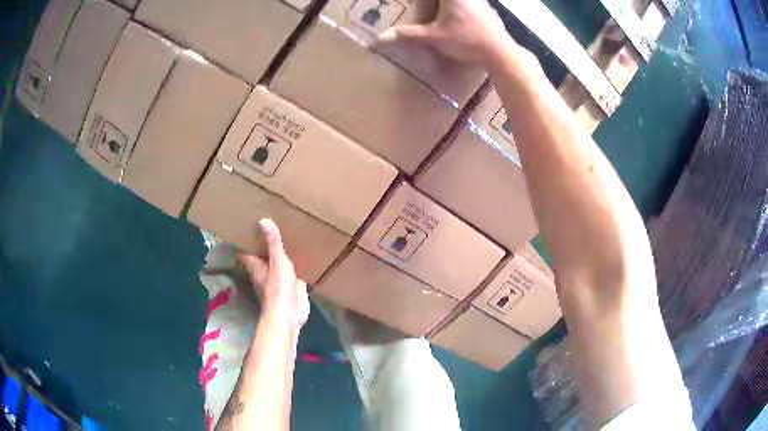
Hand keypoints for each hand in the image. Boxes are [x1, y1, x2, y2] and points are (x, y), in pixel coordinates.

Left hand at [239, 219, 309, 328]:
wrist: (291, 314)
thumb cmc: (279, 288)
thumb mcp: (278, 261)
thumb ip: (273, 242)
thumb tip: (263, 220)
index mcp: (255, 265)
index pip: (244, 250)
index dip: (244, 238)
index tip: (245, 225)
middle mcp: (263, 272)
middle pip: (260, 255)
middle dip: (262, 243)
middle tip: (267, 224)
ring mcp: (277, 280)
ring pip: (275, 263)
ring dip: (278, 253)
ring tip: (284, 235)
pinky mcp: (290, 286)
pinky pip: (291, 271)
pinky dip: (293, 263)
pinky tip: (300, 254)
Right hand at [378, 0, 519, 65]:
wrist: (500, 52)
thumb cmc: (466, 41)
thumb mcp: (434, 37)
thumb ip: (408, 34)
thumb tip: (381, 38)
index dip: (422, 4)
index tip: (417, 10)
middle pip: (442, 0)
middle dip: (430, 6)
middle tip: (426, 18)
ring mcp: (480, 0)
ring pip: (457, 2)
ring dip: (444, 7)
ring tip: (440, 20)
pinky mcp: (488, 9)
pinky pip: (469, 4)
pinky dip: (459, 9)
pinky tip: (458, 23)